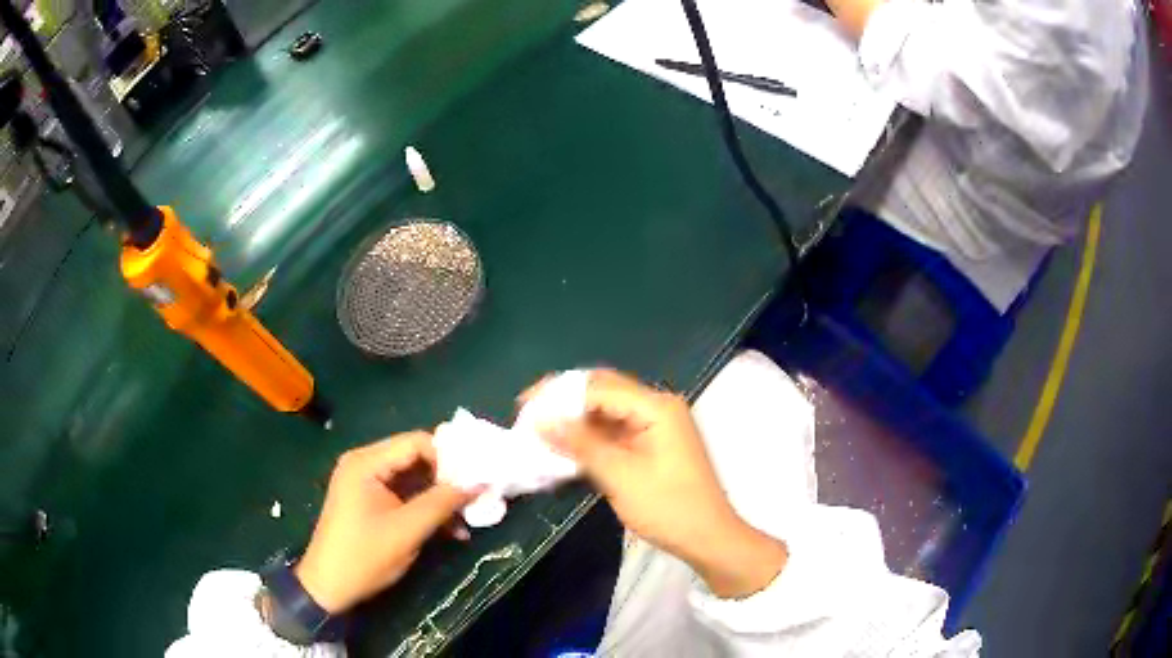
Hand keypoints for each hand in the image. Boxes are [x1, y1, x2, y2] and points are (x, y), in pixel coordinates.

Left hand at [294, 432, 475, 612]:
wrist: (328, 586)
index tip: (475, 480)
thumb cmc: (364, 556)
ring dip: (439, 497)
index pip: (416, 443)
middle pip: (415, 458)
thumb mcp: (407, 531)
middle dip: (447, 479)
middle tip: (476, 497)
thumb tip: (479, 483)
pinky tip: (449, 529)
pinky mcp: (369, 500)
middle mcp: (364, 463)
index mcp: (366, 463)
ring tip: (467, 518)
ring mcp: (365, 482)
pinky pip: (404, 494)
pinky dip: (426, 508)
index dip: (449, 458)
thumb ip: (442, 503)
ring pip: (413, 478)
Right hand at [523, 370, 787, 598]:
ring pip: (607, 410)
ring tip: (541, 430)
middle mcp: (658, 407)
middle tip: (528, 413)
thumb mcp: (620, 476)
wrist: (708, 538)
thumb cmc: (668, 507)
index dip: (559, 394)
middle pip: (603, 392)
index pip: (598, 387)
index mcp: (656, 407)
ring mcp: (657, 426)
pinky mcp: (653, 444)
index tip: (524, 406)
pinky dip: (590, 436)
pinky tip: (566, 445)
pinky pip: (615, 430)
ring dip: (576, 419)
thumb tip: (541, 420)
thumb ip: (581, 444)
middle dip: (565, 401)